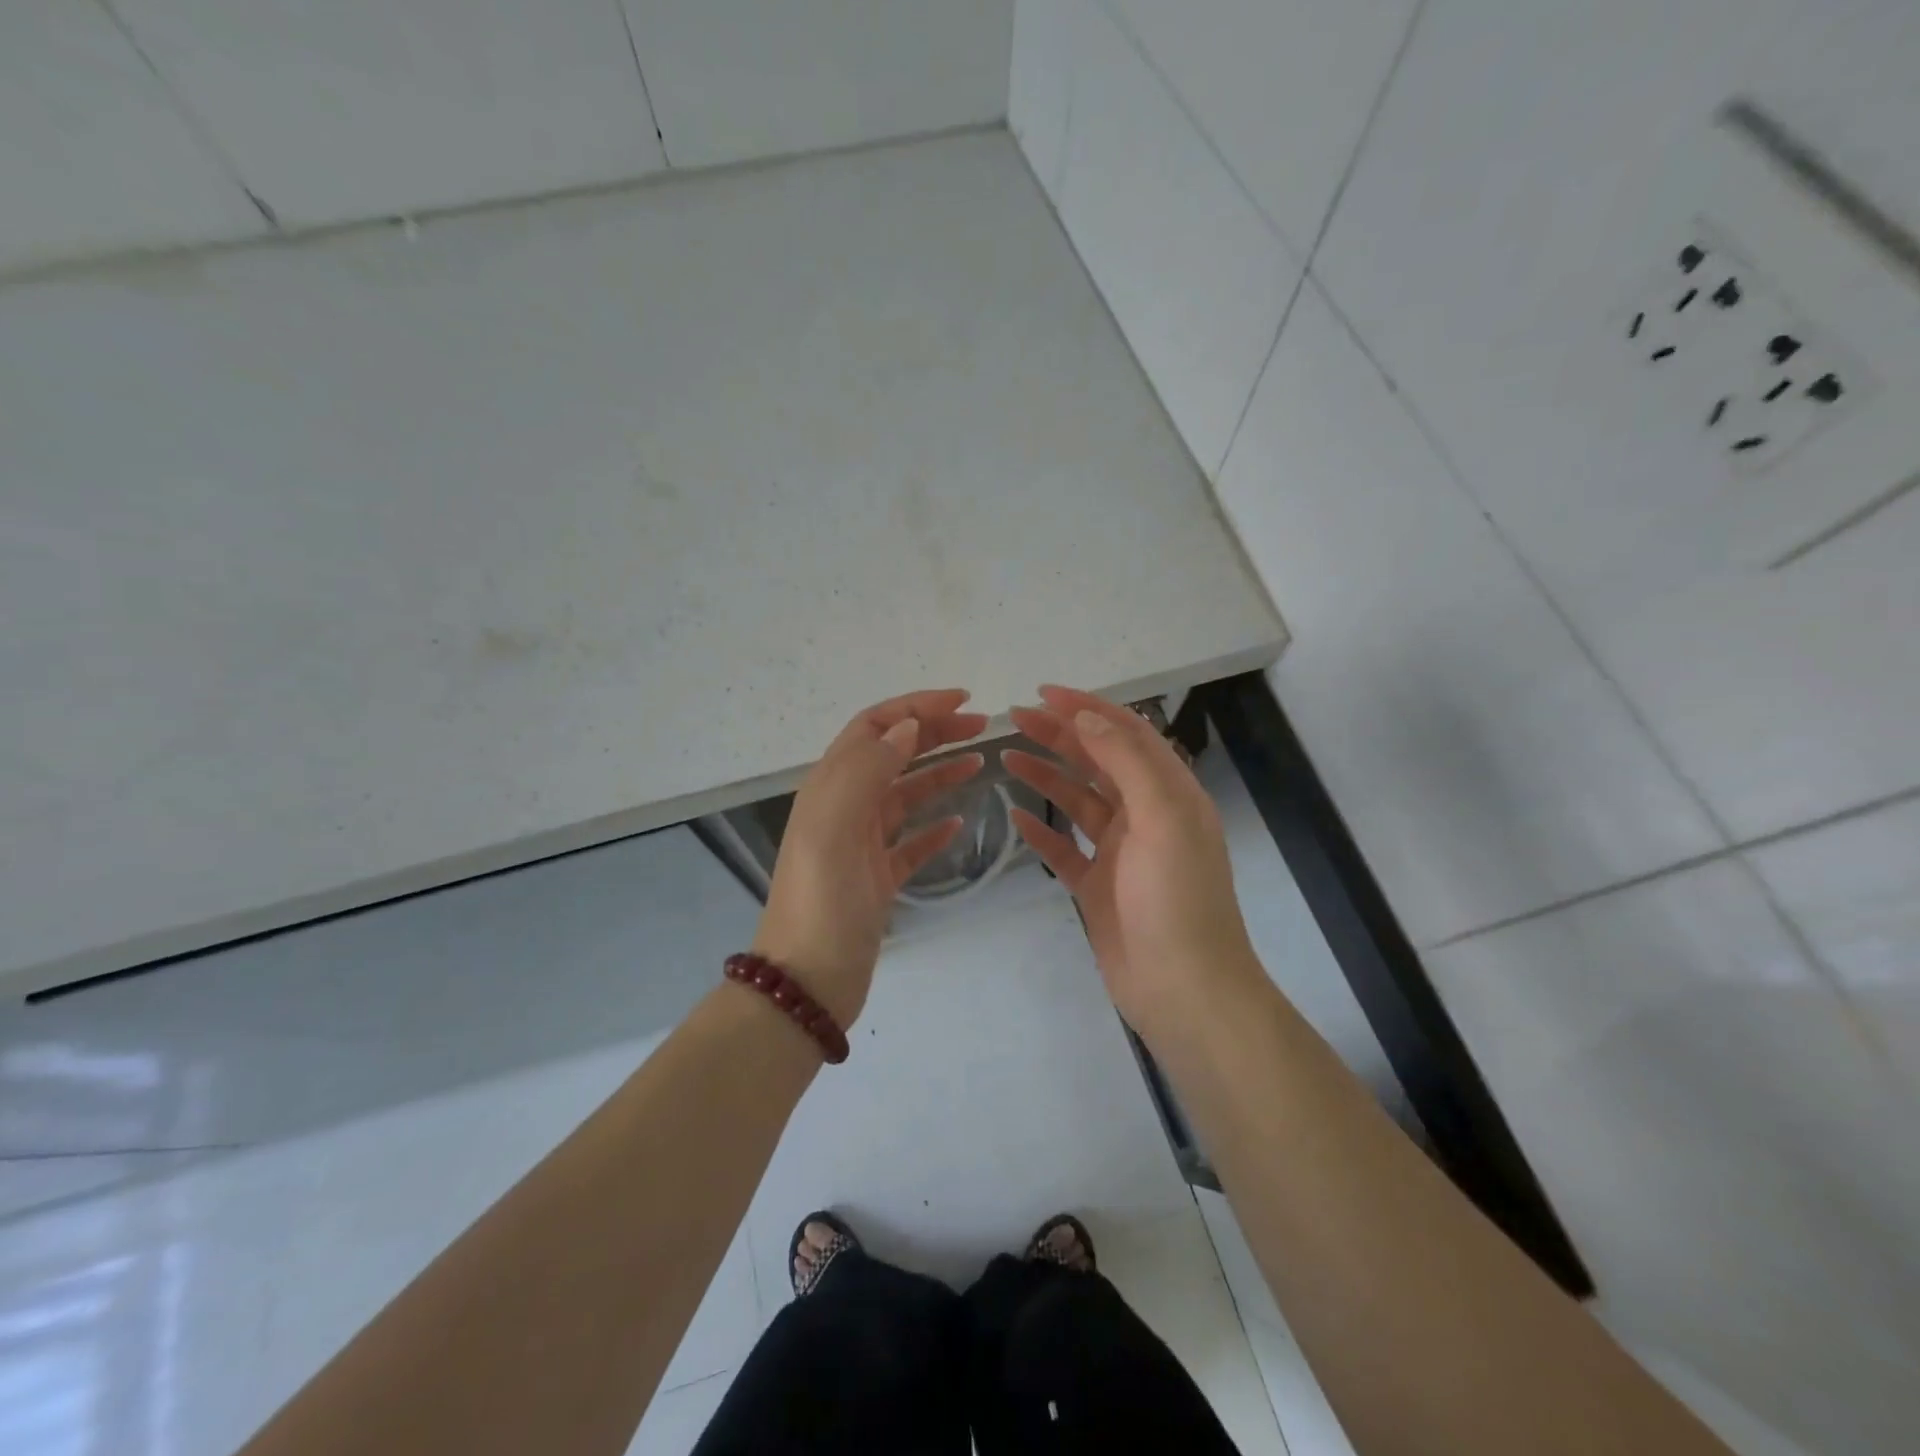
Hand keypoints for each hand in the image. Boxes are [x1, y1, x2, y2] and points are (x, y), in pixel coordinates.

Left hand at [753, 689, 987, 1028]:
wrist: (807, 983)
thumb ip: (867, 769)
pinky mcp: (877, 878)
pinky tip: (959, 824)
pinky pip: (911, 842)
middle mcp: (845, 807)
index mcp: (831, 786)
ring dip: (940, 773)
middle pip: (893, 753)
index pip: (875, 727)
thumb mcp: (836, 825)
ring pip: (905, 794)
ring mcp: (861, 844)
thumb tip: (907, 727)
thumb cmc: (822, 901)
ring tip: (980, 764)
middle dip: (935, 733)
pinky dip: (935, 828)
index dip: (916, 706)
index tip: (963, 700)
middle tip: (982, 727)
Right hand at [1005, 685, 1260, 1042]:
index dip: (1087, 708)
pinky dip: (1040, 830)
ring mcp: (1119, 852)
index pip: (1126, 733)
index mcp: (1168, 793)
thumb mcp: (1162, 817)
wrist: (1183, 988)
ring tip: (1007, 755)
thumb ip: (1127, 761)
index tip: (1044, 693)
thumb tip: (1088, 715)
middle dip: (1059, 735)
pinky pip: (1062, 848)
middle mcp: (1144, 815)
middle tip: (1014, 717)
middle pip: (1097, 761)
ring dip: (1045, 775)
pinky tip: (1014, 815)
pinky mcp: (1096, 885)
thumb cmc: (1176, 898)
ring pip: (1076, 800)